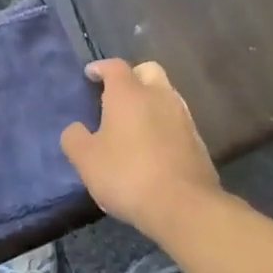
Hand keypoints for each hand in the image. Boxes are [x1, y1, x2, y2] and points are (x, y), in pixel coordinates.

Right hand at [61, 59, 220, 238]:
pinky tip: (154, 146)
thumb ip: (74, 139)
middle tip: (117, 95)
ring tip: (134, 124)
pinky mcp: (198, 140)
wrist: (184, 206)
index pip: (114, 66)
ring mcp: (182, 117)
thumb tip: (76, 129)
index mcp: (128, 93)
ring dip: (150, 101)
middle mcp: (158, 95)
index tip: (90, 74)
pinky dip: (164, 124)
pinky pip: (177, 120)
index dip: (100, 67)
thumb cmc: (128, 175)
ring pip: (165, 94)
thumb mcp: (86, 160)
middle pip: (147, 70)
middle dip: (132, 77)